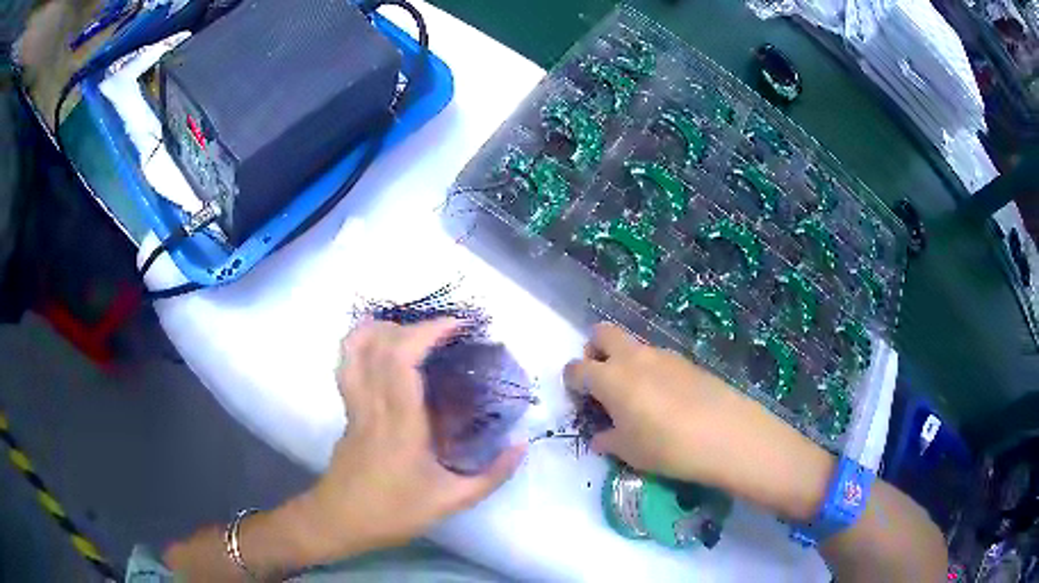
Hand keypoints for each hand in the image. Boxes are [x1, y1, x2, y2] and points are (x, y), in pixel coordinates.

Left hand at [299, 319, 525, 560]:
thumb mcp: (451, 502)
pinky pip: (349, 364)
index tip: (457, 326)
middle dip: (415, 327)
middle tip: (447, 332)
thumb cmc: (394, 512)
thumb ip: (492, 475)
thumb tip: (522, 444)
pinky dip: (362, 343)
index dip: (428, 332)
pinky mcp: (347, 409)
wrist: (339, 520)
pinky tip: (382, 346)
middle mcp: (374, 405)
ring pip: (356, 349)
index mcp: (401, 424)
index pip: (403, 360)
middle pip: (381, 346)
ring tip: (413, 331)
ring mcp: (354, 404)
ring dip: (383, 329)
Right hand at [563, 323, 832, 520]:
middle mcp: (633, 357)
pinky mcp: (687, 361)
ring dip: (624, 361)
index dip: (571, 382)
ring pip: (632, 345)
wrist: (727, 435)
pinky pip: (657, 357)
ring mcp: (663, 355)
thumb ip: (608, 440)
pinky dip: (650, 370)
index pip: (576, 368)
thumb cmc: (667, 447)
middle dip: (593, 351)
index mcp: (611, 378)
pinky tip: (665, 400)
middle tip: (601, 381)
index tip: (578, 399)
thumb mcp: (629, 452)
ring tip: (636, 397)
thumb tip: (600, 437)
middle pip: (602, 333)